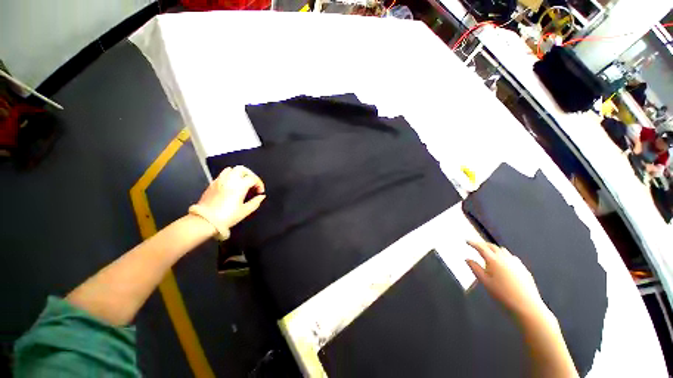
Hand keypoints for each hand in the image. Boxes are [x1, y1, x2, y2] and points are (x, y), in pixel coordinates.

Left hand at [195, 166, 265, 230]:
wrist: (205, 221)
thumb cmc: (227, 216)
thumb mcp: (245, 211)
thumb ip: (255, 202)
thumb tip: (261, 196)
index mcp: (240, 185)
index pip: (253, 178)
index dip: (259, 184)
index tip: (260, 192)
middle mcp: (229, 180)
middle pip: (242, 169)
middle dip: (250, 174)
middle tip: (252, 183)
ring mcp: (219, 181)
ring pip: (231, 169)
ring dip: (239, 174)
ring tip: (242, 183)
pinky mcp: (212, 184)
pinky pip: (222, 175)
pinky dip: (229, 177)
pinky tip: (231, 186)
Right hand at [466, 241, 546, 318]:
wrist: (527, 306)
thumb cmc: (502, 295)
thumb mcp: (484, 282)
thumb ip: (475, 268)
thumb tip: (468, 259)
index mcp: (494, 260)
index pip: (481, 248)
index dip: (473, 243)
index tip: (467, 241)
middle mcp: (505, 258)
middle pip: (493, 246)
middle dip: (484, 244)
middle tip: (477, 245)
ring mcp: (516, 263)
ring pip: (503, 251)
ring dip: (495, 249)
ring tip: (490, 253)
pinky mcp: (524, 269)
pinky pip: (512, 258)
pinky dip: (504, 256)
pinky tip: (504, 263)